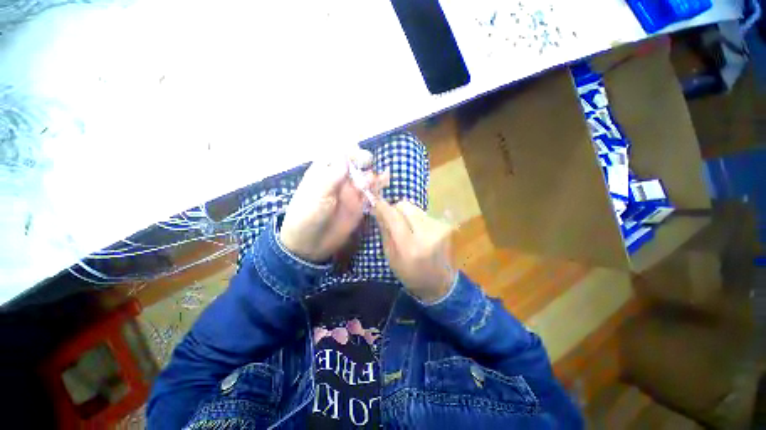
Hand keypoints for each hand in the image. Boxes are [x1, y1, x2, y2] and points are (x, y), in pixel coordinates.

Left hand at [280, 149, 388, 262]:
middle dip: (365, 161)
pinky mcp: (359, 205)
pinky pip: (371, 194)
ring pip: (366, 177)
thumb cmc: (307, 215)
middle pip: (356, 163)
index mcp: (325, 171)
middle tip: (368, 166)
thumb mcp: (317, 195)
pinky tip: (384, 184)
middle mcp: (340, 179)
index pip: (340, 153)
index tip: (359, 157)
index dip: (351, 151)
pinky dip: (378, 189)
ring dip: (373, 176)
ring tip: (379, 180)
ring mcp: (351, 192)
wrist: (310, 243)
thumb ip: (332, 177)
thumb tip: (345, 157)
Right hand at [372, 199, 456, 302]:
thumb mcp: (392, 258)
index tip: (375, 203)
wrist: (440, 283)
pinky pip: (424, 213)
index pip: (393, 216)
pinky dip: (416, 218)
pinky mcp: (444, 225)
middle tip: (392, 219)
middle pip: (405, 205)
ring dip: (406, 213)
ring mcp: (437, 227)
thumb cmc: (411, 275)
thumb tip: (378, 211)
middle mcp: (425, 232)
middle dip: (395, 209)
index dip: (382, 206)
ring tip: (406, 227)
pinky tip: (417, 230)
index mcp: (409, 246)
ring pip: (415, 208)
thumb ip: (385, 232)